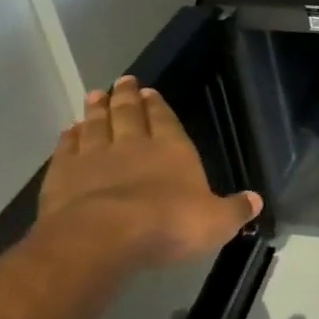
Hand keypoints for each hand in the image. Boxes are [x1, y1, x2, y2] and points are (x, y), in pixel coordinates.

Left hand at [38, 76, 261, 268]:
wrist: (104, 237)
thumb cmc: (170, 224)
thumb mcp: (216, 222)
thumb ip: (235, 209)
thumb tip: (256, 200)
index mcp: (172, 150)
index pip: (165, 120)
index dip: (158, 106)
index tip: (150, 91)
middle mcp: (133, 145)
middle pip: (128, 114)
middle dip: (126, 97)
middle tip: (122, 81)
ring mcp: (94, 157)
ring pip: (95, 125)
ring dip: (96, 110)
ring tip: (95, 95)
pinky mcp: (62, 175)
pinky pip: (66, 148)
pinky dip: (69, 136)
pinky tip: (69, 130)